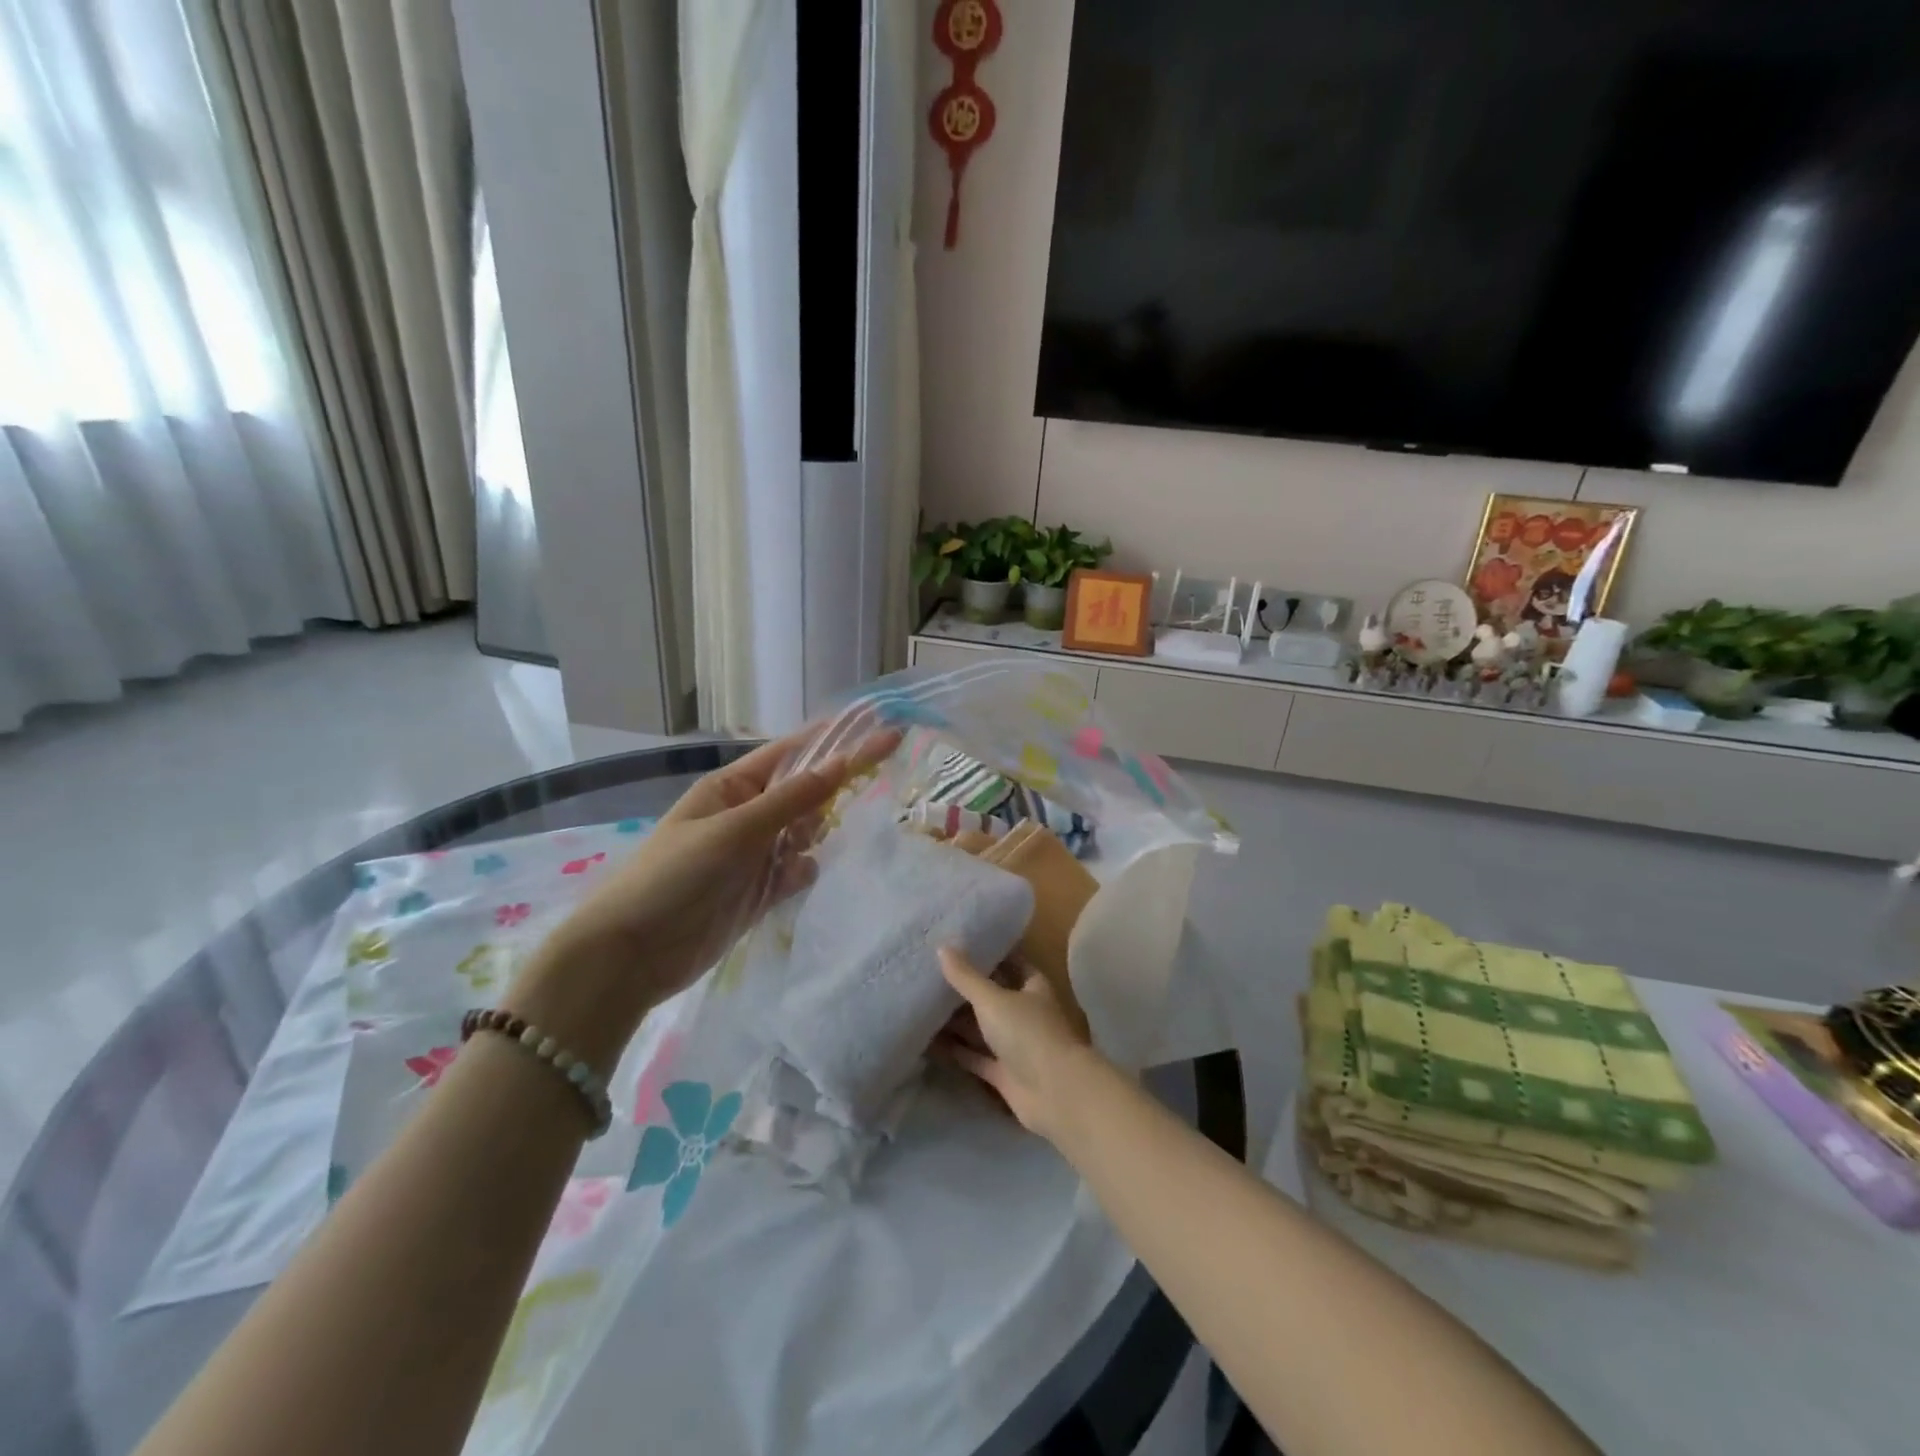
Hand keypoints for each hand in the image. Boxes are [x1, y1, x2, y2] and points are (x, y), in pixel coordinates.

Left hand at [506, 730, 899, 1072]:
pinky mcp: (759, 892)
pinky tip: (793, 883)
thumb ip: (791, 800)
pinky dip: (802, 874)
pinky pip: (797, 872)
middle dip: (826, 796)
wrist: (633, 955)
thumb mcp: (734, 830)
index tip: (882, 733)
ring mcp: (754, 854)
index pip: (793, 754)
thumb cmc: (676, 876)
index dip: (836, 743)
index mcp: (732, 787)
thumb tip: (842, 763)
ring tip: (799, 852)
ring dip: (812, 838)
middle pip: (804, 793)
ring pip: (804, 833)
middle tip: (853, 799)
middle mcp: (747, 815)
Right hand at [937, 948, 1099, 1143]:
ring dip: (957, 1020)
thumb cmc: (1028, 1033)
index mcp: (1033, 987)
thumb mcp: (993, 999)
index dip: (989, 954)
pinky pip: (974, 1056)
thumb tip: (943, 946)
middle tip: (930, 973)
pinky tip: (927, 1040)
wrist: (1054, 1093)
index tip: (959, 944)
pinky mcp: (1002, 1073)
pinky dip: (955, 1050)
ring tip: (922, 1003)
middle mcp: (1025, 1014)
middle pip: (993, 996)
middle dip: (966, 988)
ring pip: (981, 1028)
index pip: (1011, 963)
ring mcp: (1014, 1045)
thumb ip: (966, 977)